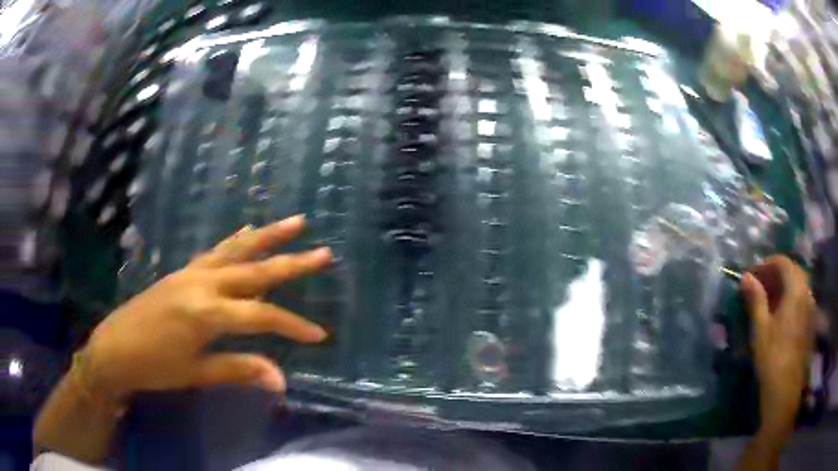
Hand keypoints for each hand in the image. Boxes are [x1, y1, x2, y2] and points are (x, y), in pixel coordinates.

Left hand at [78, 215, 330, 406]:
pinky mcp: (182, 271)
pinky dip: (236, 241)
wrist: (114, 348)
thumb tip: (282, 381)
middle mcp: (202, 284)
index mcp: (206, 312)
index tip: (319, 335)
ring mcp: (191, 273)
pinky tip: (247, 232)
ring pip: (236, 249)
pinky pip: (216, 251)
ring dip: (267, 236)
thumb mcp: (196, 373)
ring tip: (295, 222)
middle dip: (292, 263)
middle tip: (323, 252)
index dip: (292, 325)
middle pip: (255, 270)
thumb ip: (238, 369)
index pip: (261, 315)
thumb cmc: (153, 367)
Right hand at [741, 255, 814, 441]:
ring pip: (798, 284)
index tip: (752, 275)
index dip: (767, 263)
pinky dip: (791, 297)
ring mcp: (810, 307)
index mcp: (795, 290)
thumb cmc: (772, 359)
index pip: (783, 262)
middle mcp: (806, 292)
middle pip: (793, 270)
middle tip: (759, 285)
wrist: (785, 391)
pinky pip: (801, 298)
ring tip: (769, 299)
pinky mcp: (810, 321)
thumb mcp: (760, 329)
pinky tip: (781, 314)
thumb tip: (746, 276)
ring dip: (784, 285)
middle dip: (776, 273)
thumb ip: (756, 299)